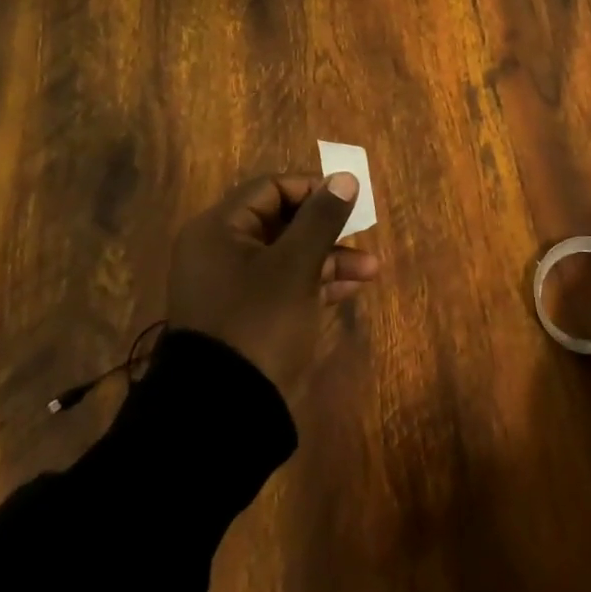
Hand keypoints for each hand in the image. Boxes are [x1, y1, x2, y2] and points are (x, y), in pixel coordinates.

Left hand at [166, 173, 379, 401]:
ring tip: (371, 268)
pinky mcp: (247, 316)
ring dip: (329, 257)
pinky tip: (352, 287)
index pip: (270, 188)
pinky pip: (284, 284)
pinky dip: (315, 282)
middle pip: (281, 221)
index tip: (349, 200)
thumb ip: (321, 218)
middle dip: (326, 227)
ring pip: (287, 255)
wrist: (224, 414)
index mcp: (219, 230)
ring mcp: (233, 286)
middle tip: (363, 231)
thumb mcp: (296, 266)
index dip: (312, 189)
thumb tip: (344, 177)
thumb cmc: (259, 323)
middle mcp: (221, 251)